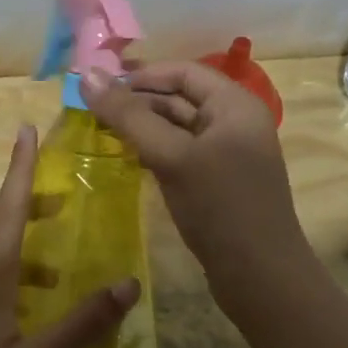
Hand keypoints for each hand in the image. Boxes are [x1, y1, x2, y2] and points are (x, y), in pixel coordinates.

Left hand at [0, 124, 140, 347]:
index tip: (26, 131)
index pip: (6, 210)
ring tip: (62, 268)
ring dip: (21, 244)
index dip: (19, 170)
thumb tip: (128, 283)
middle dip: (23, 202)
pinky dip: (15, 276)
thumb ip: (84, 324)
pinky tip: (38, 311)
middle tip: (61, 202)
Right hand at [79, 61, 310, 299]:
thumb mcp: (171, 156)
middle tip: (92, 112)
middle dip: (138, 101)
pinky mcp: (217, 180)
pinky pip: (181, 152)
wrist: (260, 276)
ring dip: (143, 127)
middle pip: (180, 97)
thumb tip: (87, 76)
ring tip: (102, 133)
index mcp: (235, 104)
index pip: (183, 72)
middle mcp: (234, 121)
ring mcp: (227, 153)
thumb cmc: (219, 206)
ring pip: (178, 127)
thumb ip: (129, 116)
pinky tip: (128, 158)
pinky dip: (154, 150)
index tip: (100, 88)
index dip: (141, 75)